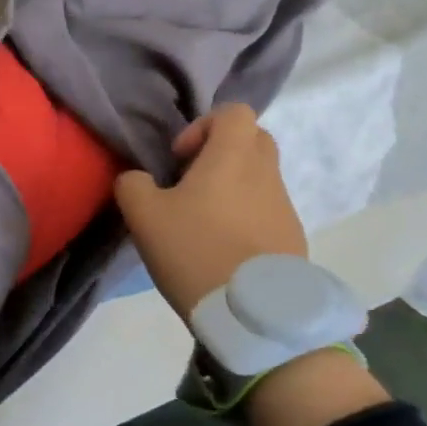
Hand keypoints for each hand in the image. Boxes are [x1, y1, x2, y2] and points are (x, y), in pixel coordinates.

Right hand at [113, 103, 306, 322]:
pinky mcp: (293, 237)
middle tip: (192, 185)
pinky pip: (268, 211)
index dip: (203, 126)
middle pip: (252, 140)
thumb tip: (137, 179)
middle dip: (221, 154)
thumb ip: (133, 185)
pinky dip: (247, 218)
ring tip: (204, 224)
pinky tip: (224, 250)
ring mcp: (284, 206)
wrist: (254, 313)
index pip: (233, 112)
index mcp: (233, 156)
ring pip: (260, 177)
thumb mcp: (144, 216)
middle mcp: (265, 172)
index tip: (180, 160)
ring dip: (233, 188)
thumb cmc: (196, 250)